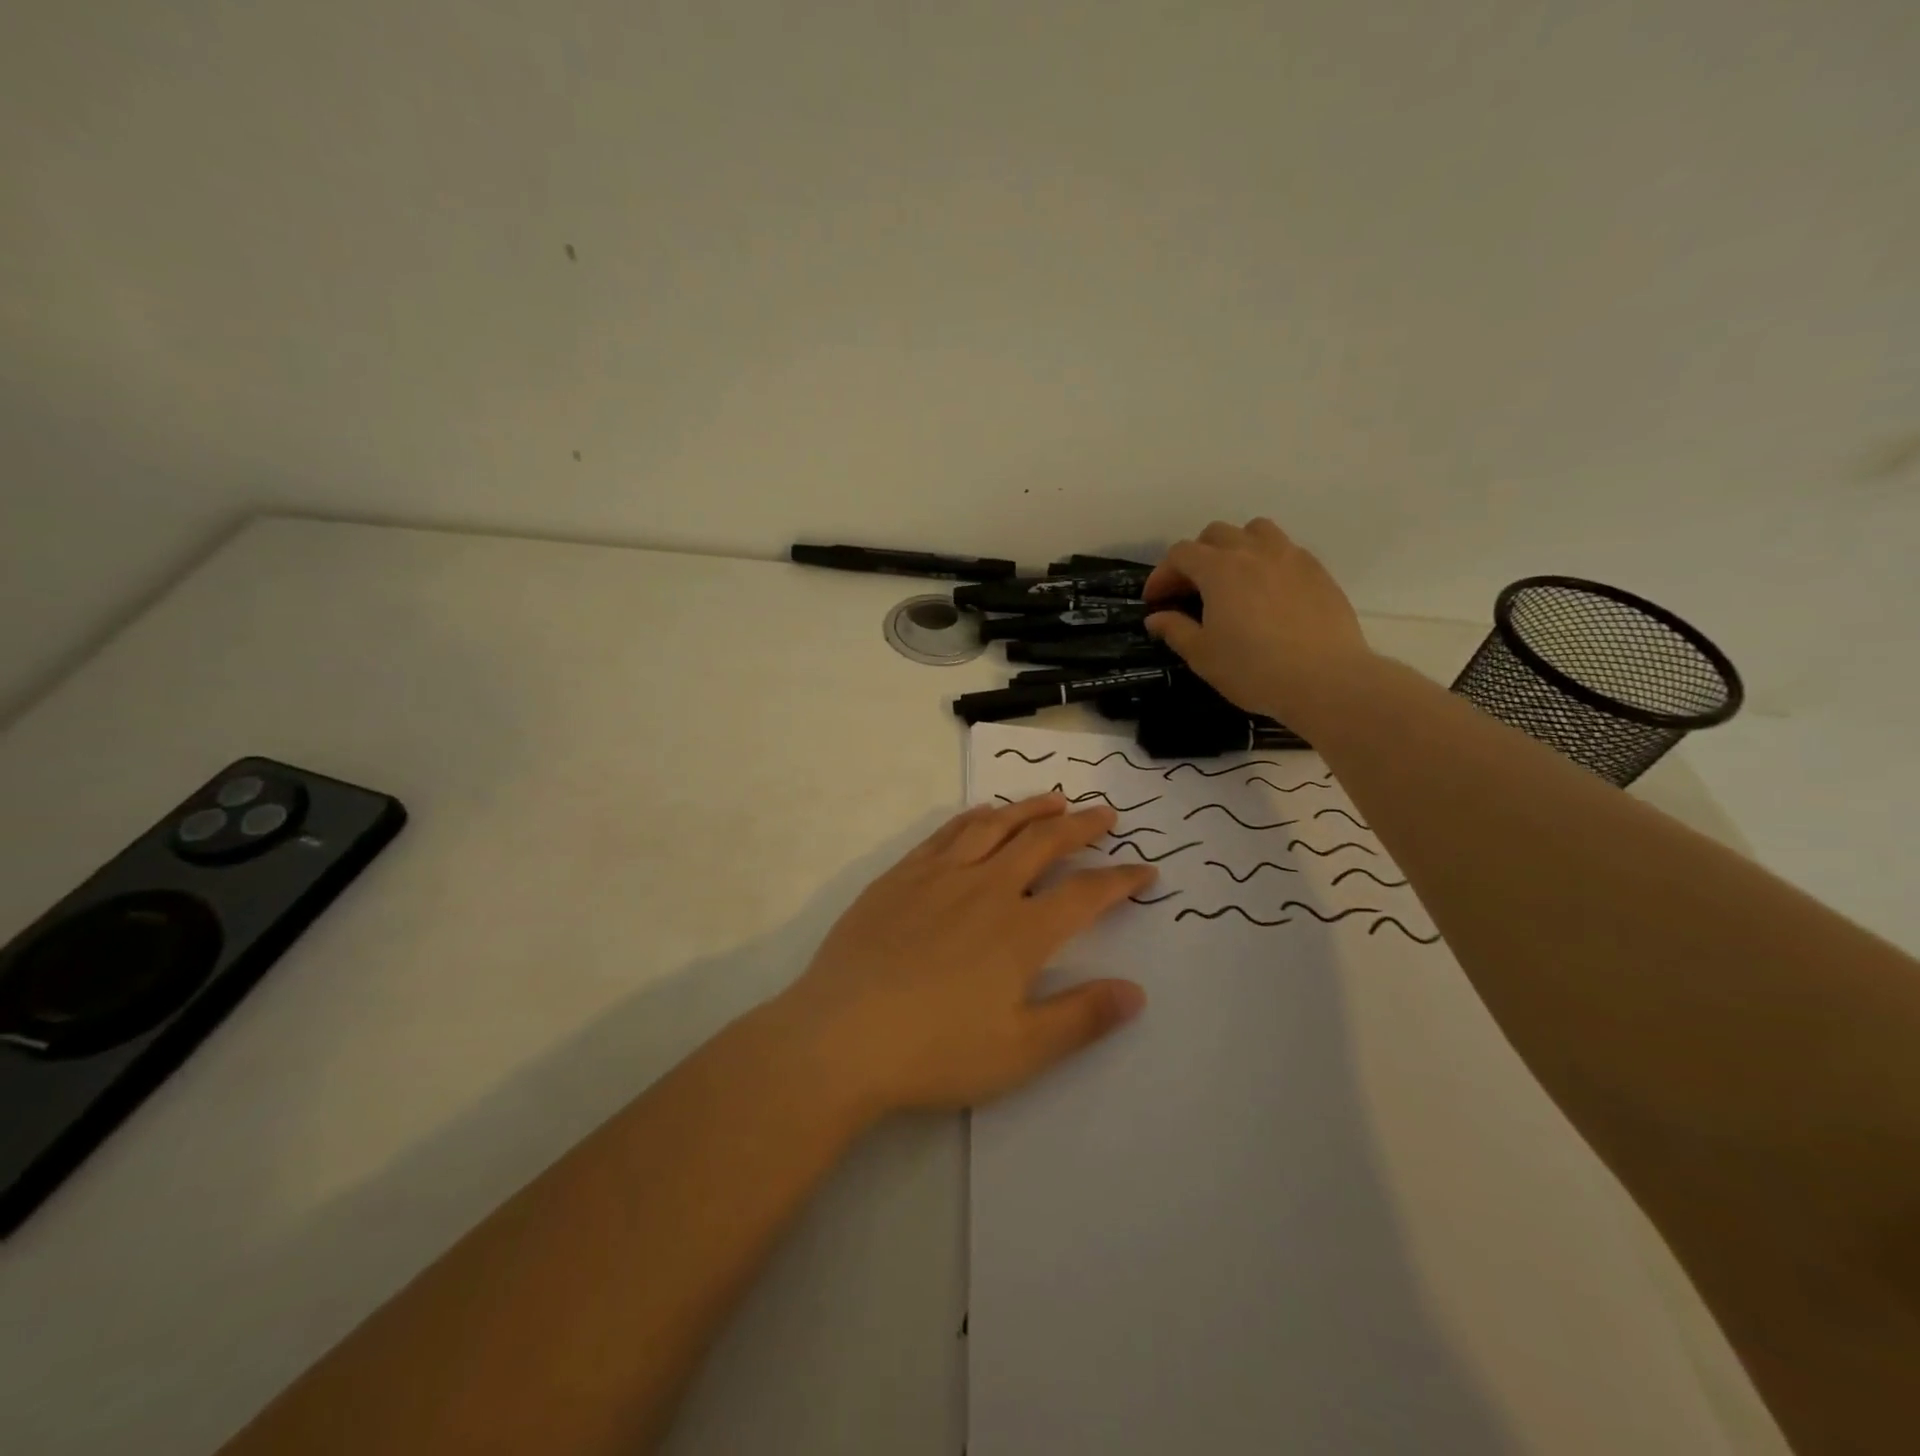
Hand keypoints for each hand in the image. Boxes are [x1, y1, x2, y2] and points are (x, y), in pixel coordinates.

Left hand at [773, 794, 1152, 1116]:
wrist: (840, 1037)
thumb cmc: (935, 1051)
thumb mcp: (1020, 1051)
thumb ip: (1081, 1018)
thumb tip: (1135, 992)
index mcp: (1021, 931)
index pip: (1087, 894)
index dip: (1121, 880)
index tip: (1145, 871)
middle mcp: (987, 889)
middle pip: (1044, 843)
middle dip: (1081, 826)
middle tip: (1104, 814)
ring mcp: (940, 876)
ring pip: (996, 826)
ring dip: (1031, 808)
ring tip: (1055, 799)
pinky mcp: (901, 875)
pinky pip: (948, 832)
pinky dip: (976, 816)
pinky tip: (984, 814)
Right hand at [1143, 518, 1373, 725]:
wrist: (1325, 680)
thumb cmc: (1253, 669)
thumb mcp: (1203, 655)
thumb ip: (1175, 630)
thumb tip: (1156, 617)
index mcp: (1219, 569)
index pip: (1180, 554)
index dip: (1162, 574)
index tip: (1155, 600)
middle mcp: (1253, 551)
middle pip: (1216, 534)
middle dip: (1196, 556)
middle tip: (1190, 589)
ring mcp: (1290, 557)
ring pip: (1255, 531)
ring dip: (1235, 547)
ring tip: (1232, 577)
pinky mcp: (1317, 571)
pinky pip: (1285, 550)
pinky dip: (1266, 561)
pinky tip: (1267, 592)